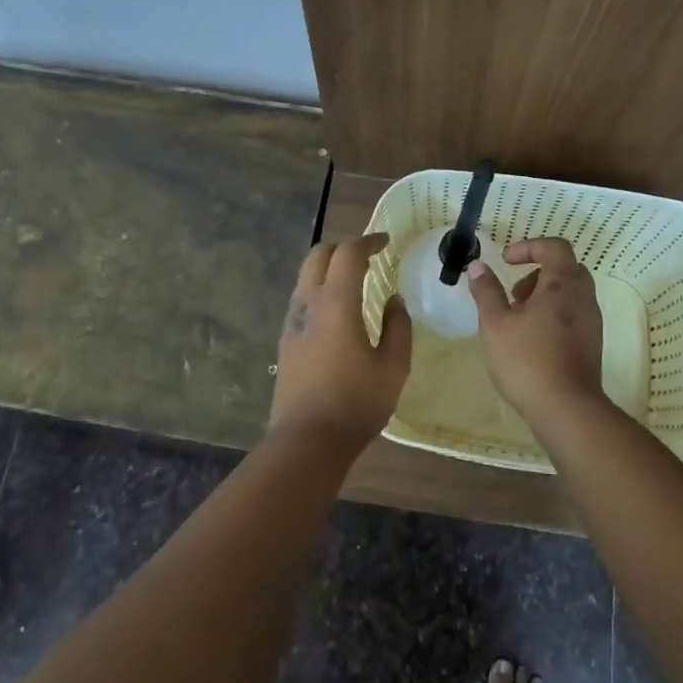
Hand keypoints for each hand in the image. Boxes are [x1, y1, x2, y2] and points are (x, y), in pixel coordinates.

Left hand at [269, 232, 411, 449]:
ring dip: (328, 269)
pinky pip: (301, 300)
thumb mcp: (393, 366)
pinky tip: (337, 312)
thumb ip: (398, 327)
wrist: (307, 440)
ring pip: (305, 277)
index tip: (386, 242)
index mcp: (336, 303)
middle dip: (343, 247)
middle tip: (368, 256)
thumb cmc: (356, 402)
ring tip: (354, 281)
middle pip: (318, 256)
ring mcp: (291, 322)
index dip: (368, 241)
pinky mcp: (285, 341)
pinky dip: (320, 290)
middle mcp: (308, 304)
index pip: (348, 254)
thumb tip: (394, 300)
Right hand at [467, 238, 604, 416]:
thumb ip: (486, 291)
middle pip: (565, 268)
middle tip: (513, 294)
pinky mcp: (592, 343)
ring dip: (544, 296)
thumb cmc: (526, 359)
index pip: (554, 247)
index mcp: (562, 283)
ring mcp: (592, 321)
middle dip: (536, 273)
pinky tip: (531, 340)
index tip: (505, 261)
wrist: (566, 408)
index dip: (528, 247)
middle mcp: (583, 296)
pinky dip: (553, 314)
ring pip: (570, 293)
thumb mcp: (495, 323)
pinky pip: (574, 314)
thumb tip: (479, 266)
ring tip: (517, 320)